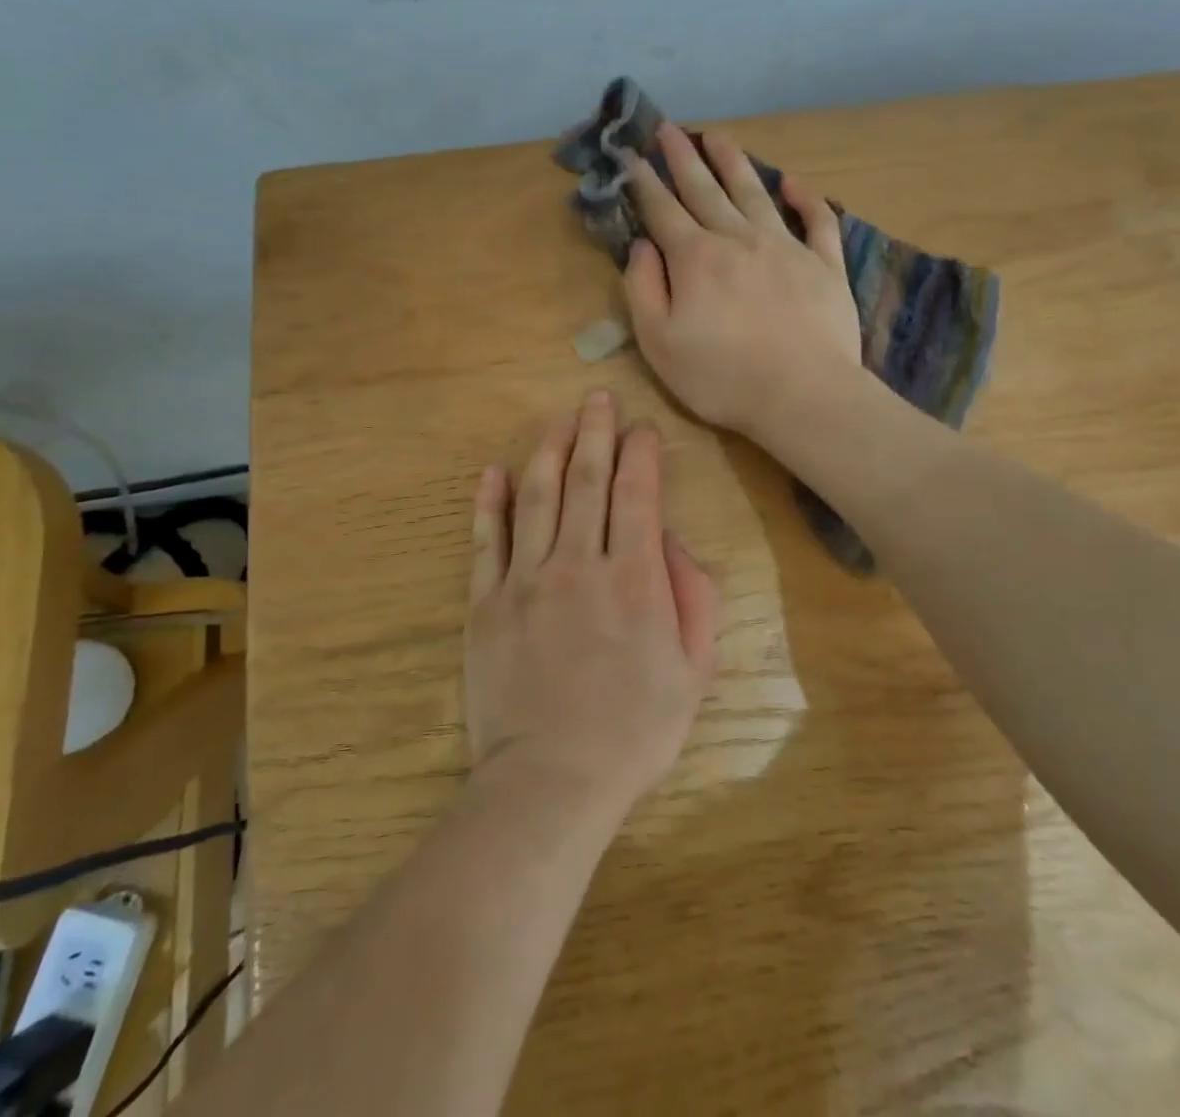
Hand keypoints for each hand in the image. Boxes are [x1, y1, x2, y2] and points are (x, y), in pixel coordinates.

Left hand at [464, 389, 718, 816]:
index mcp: (634, 579)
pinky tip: (493, 471)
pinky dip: (489, 502)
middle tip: (597, 398)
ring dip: (548, 450)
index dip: (641, 453)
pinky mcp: (486, 603)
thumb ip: (693, 597)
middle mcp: (579, 564)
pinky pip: (487, 541)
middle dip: (595, 433)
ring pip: (536, 496)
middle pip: (586, 481)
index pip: (637, 494)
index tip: (643, 429)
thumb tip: (670, 541)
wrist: (552, 780)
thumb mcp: (693, 670)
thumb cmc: (634, 730)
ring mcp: (526, 581)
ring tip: (558, 419)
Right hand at [618, 122, 861, 444]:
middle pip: (705, 189)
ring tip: (718, 136)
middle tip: (669, 128)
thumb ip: (643, 289)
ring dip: (734, 162)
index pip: (662, 210)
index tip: (632, 155)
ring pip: (755, 192)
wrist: (803, 395)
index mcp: (695, 258)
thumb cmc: (722, 377)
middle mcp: (738, 238)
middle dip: (683, 157)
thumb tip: (641, 246)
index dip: (644, 182)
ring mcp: (786, 247)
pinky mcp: (825, 264)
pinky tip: (793, 183)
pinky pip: (817, 220)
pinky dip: (805, 197)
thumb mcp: (659, 343)